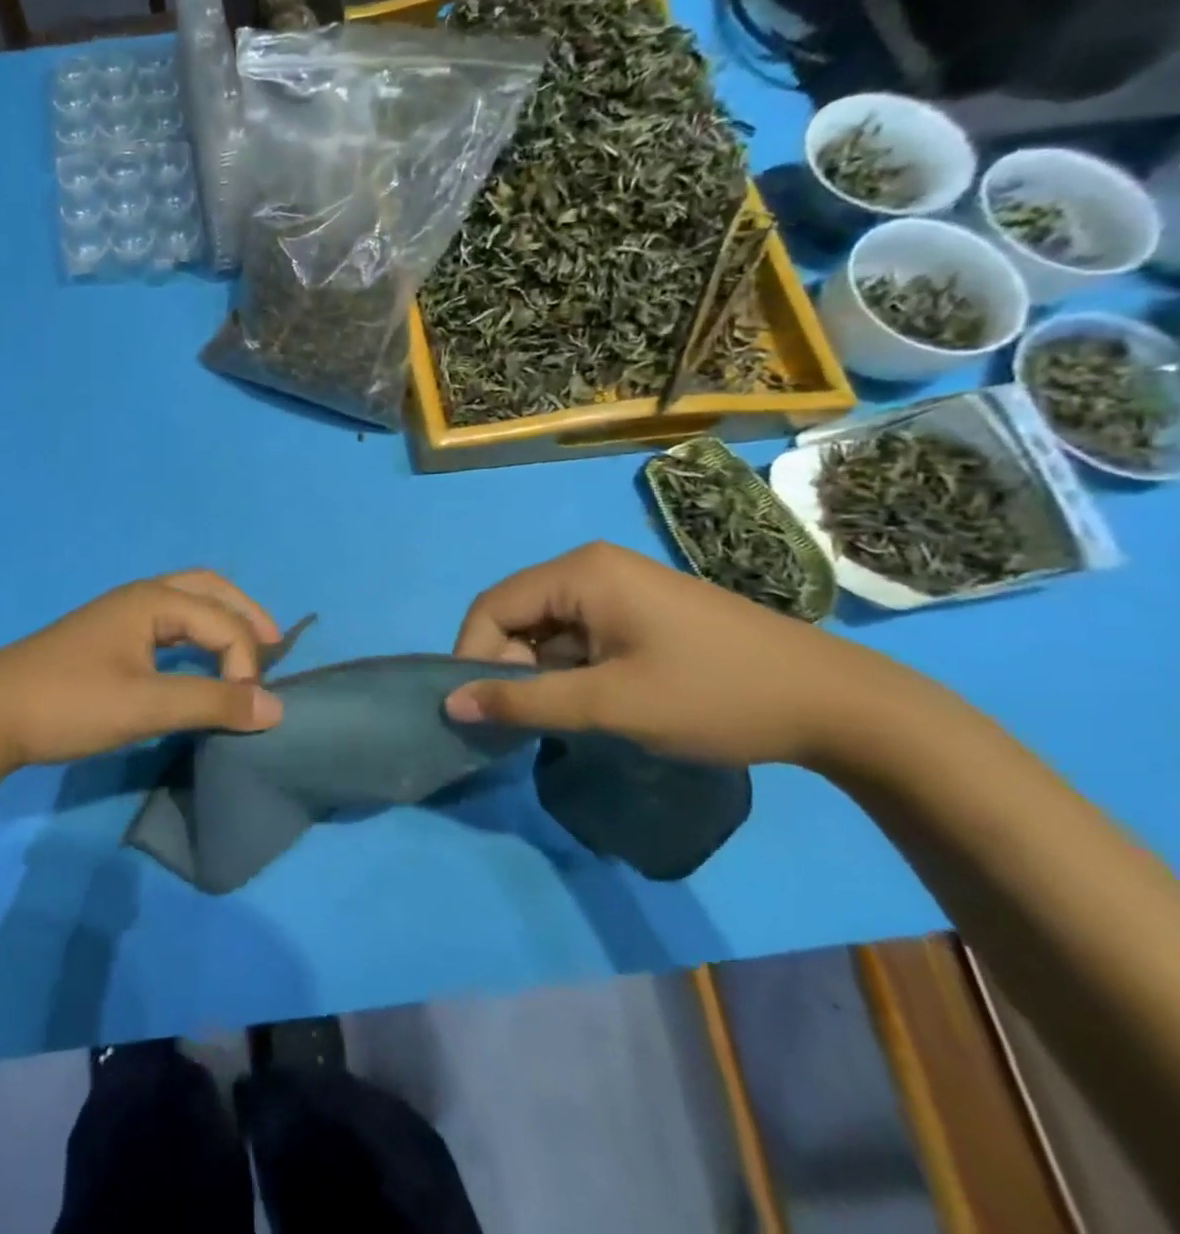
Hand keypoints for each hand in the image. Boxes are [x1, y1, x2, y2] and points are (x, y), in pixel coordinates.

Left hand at [0, 570, 285, 768]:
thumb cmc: (70, 702)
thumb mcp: (146, 705)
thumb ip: (212, 702)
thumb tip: (275, 708)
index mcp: (154, 600)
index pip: (223, 622)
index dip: (246, 664)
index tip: (248, 712)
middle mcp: (142, 596)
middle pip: (210, 589)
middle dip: (245, 614)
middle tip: (274, 646)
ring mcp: (122, 615)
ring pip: (187, 604)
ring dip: (221, 622)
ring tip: (246, 654)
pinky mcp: (109, 638)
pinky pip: (169, 625)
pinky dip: (196, 636)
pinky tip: (198, 663)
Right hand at [445, 543, 922, 767]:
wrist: (837, 703)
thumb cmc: (714, 696)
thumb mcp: (610, 704)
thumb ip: (524, 702)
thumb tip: (450, 704)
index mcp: (581, 572)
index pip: (492, 607)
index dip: (471, 656)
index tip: (476, 711)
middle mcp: (592, 567)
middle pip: (517, 614)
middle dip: (507, 666)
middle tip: (522, 721)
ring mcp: (619, 585)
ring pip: (547, 627)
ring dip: (539, 671)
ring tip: (561, 717)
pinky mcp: (640, 608)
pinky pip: (578, 633)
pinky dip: (569, 668)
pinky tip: (592, 702)